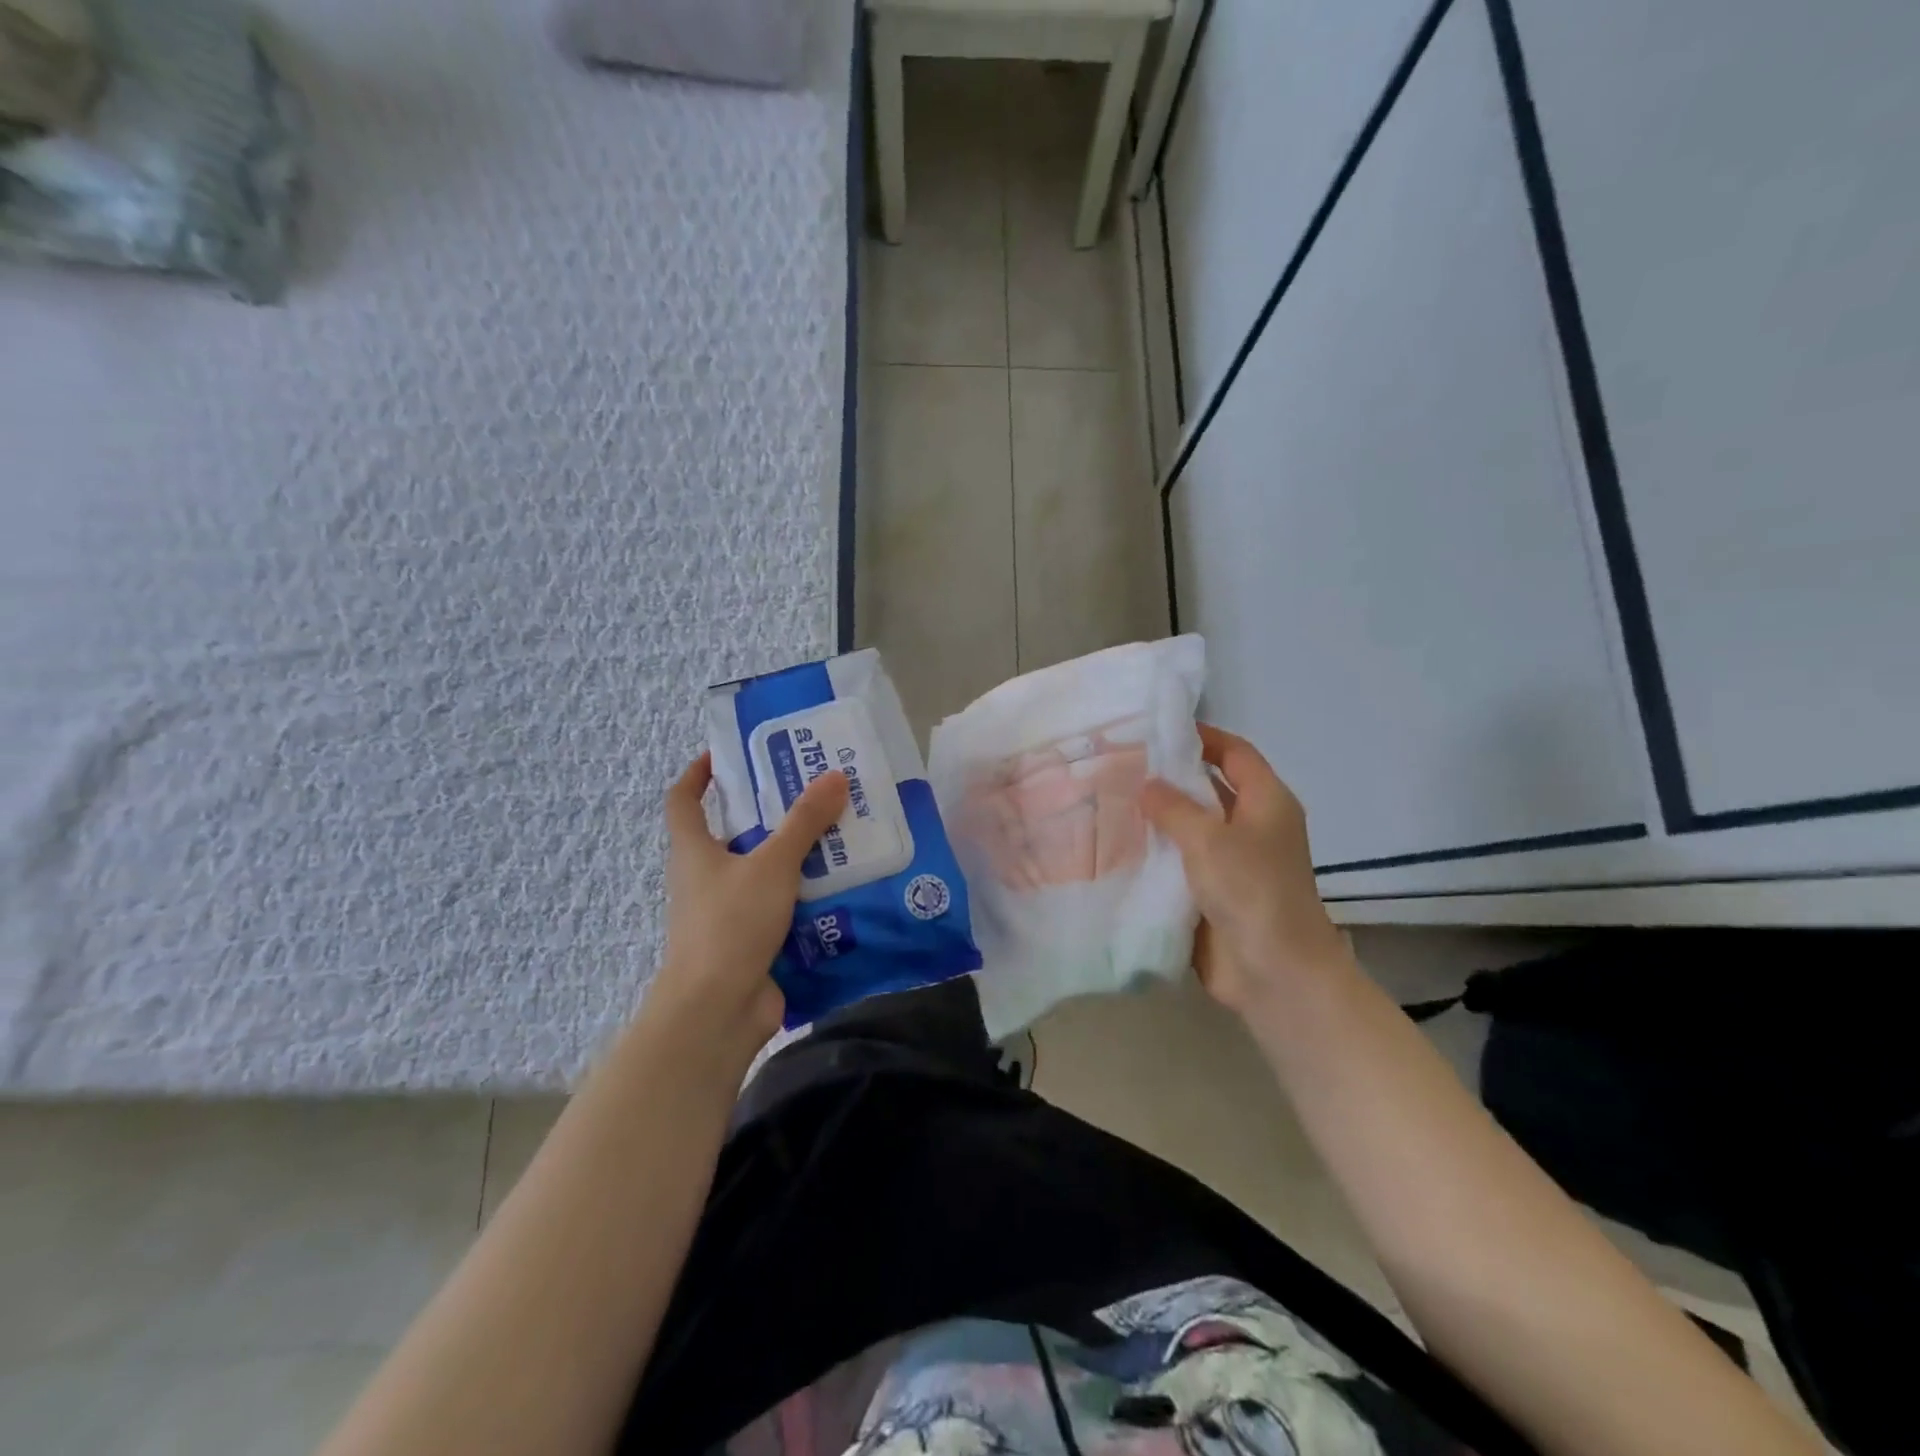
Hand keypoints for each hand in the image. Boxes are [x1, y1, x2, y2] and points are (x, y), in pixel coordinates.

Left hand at [648, 753, 849, 1055]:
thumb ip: (804, 822)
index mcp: (694, 851)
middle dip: (768, 814)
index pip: (682, 801)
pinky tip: (841, 888)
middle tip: (811, 794)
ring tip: (838, 836)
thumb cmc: (731, 924)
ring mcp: (726, 913)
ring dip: (794, 856)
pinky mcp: (750, 941)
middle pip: (732, 834)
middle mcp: (705, 878)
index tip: (725, 755)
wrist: (717, 1010)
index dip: (698, 774)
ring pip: (762, 872)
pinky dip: (804, 896)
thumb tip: (834, 776)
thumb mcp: (772, 864)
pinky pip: (780, 907)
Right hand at [1139, 724, 1350, 1016]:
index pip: (1235, 753)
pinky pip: (1182, 863)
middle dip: (1170, 777)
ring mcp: (1234, 862)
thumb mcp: (1209, 839)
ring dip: (1158, 818)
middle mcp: (1252, 827)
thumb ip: (1173, 807)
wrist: (1275, 972)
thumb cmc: (1251, 891)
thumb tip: (1146, 784)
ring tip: (1111, 800)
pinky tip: (1119, 846)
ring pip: (1192, 828)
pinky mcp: (1214, 893)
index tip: (1159, 729)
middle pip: (1210, 788)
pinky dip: (1157, 854)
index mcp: (1266, 802)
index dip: (1203, 736)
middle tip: (1122, 764)